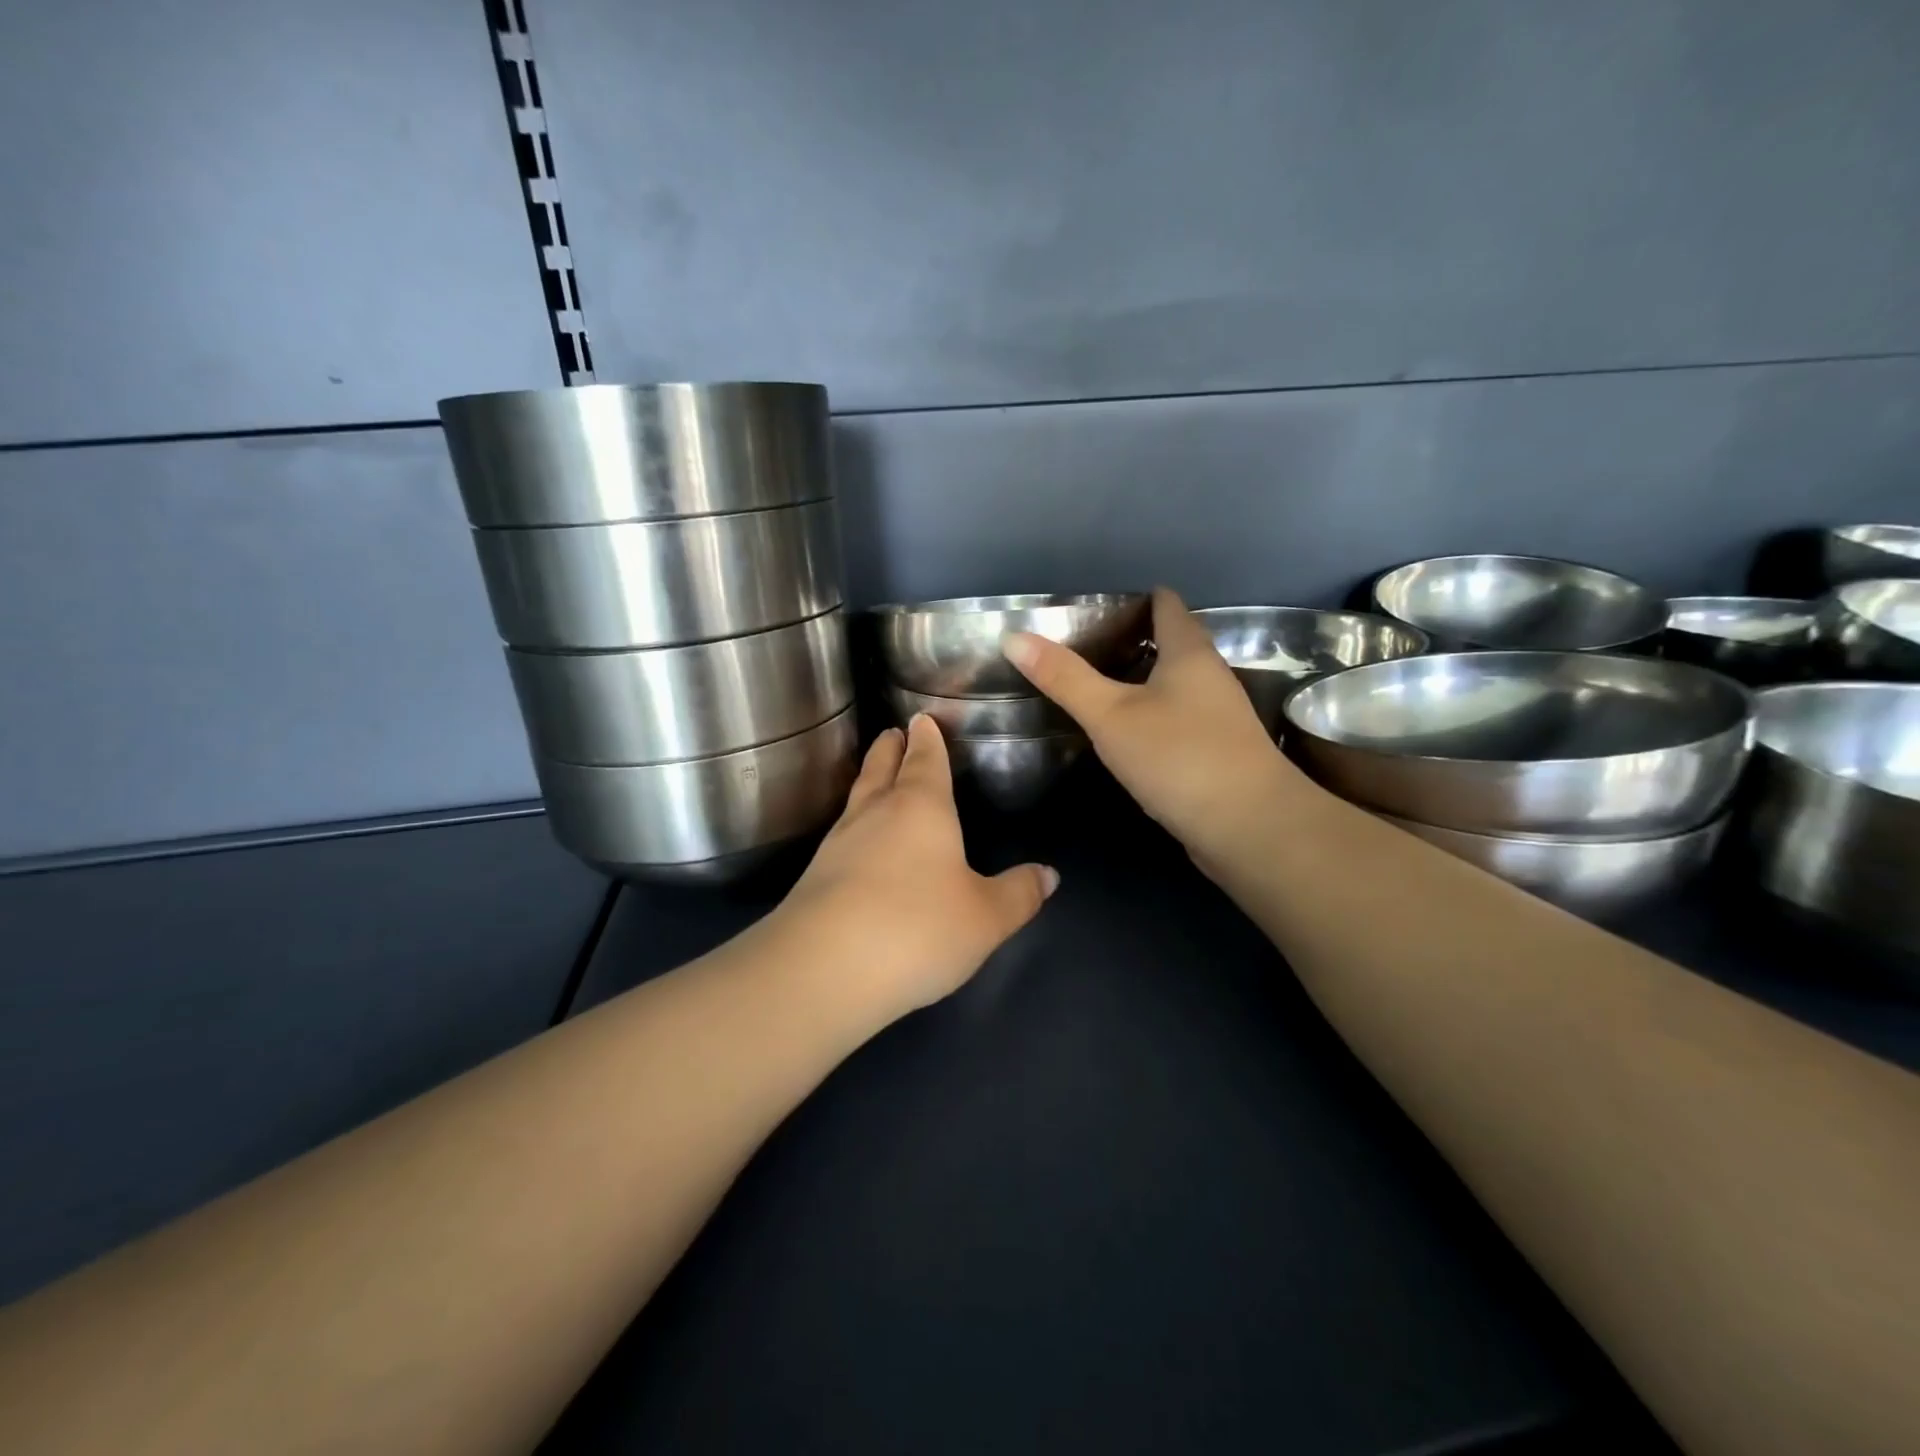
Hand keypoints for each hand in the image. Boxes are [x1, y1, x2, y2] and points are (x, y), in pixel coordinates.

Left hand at [776, 715, 1058, 1019]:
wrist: (824, 970)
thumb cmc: (917, 929)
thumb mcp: (986, 917)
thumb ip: (1018, 894)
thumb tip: (1048, 874)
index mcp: (921, 808)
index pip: (925, 759)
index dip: (927, 738)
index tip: (922, 718)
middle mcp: (876, 814)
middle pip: (881, 768)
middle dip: (890, 749)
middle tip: (892, 732)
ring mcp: (838, 844)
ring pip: (857, 799)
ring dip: (868, 781)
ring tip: (875, 775)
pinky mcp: (814, 878)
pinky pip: (841, 835)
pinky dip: (853, 824)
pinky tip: (857, 843)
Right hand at [1004, 587, 1301, 865]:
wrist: (1249, 827)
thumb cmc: (1179, 757)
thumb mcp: (1110, 715)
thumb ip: (1065, 678)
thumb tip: (1014, 637)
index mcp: (1189, 653)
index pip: (1166, 605)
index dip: (1137, 599)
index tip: (1098, 607)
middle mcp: (1211, 677)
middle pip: (1174, 643)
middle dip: (1135, 640)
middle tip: (1086, 649)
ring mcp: (1220, 716)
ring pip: (1178, 684)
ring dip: (1145, 681)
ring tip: (1100, 688)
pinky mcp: (1219, 752)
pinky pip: (1181, 718)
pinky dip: (1155, 715)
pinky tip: (1130, 734)